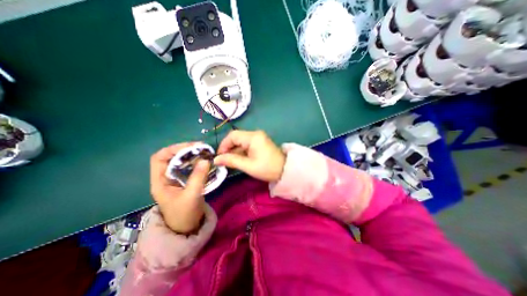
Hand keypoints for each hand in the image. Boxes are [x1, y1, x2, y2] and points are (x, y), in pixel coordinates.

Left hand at [147, 144, 209, 234]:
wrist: (187, 228)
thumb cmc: (184, 215)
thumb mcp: (191, 196)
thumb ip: (198, 177)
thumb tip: (206, 160)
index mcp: (160, 181)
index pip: (159, 158)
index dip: (173, 149)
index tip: (191, 147)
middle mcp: (165, 177)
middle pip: (171, 157)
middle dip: (185, 150)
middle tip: (201, 147)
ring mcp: (175, 179)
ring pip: (181, 161)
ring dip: (192, 155)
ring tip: (204, 152)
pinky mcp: (184, 180)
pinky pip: (189, 167)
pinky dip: (196, 161)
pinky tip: (204, 161)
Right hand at [213, 129, 283, 180]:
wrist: (285, 170)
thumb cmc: (267, 168)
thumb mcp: (248, 166)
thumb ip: (231, 161)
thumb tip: (216, 160)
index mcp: (253, 137)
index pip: (233, 136)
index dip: (223, 145)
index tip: (219, 157)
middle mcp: (255, 134)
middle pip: (236, 137)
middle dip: (228, 148)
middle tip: (223, 160)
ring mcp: (258, 137)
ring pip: (240, 141)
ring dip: (234, 150)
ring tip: (230, 161)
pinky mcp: (259, 142)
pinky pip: (246, 144)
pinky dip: (240, 151)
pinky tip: (238, 159)